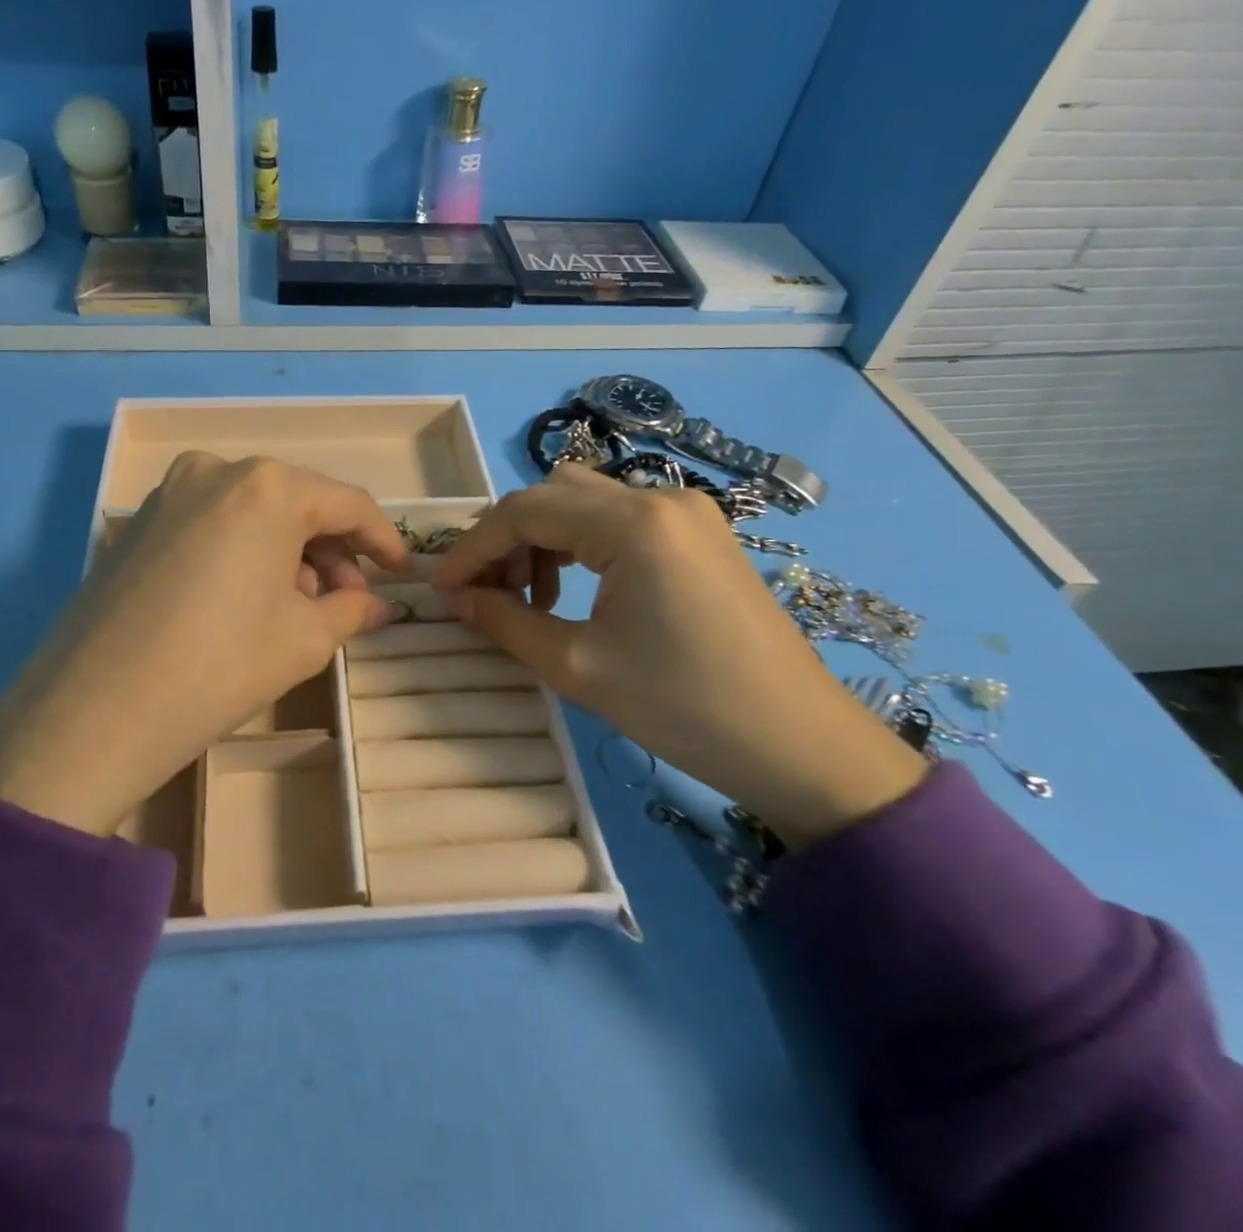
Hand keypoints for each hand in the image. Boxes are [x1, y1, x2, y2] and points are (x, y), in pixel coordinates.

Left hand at [0, 453, 408, 834]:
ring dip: (288, 552)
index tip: (401, 573)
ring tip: (298, 607)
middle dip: (332, 551)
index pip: (347, 503)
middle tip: (347, 603)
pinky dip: (243, 551)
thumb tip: (382, 605)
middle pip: (298, 503)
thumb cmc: (219, 666)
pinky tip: (246, 599)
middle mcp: (217, 470)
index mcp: (268, 486)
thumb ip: (353, 611)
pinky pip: (212, 523)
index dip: (382, 539)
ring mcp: (169, 493)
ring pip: (253, 512)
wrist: (94, 713)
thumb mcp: (304, 640)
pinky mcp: (137, 523)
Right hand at [431, 466, 925, 848]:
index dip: (473, 548)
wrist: (800, 746)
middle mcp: (660, 498)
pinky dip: (580, 545)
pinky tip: (572, 591)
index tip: (442, 589)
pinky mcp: (699, 534)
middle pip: (552, 494)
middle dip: (506, 539)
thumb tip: (455, 598)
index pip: (524, 510)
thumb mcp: (577, 666)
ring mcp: (687, 512)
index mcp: (633, 523)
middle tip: (483, 593)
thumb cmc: (683, 708)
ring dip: (542, 540)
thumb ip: (505, 621)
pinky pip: (619, 520)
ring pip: (584, 502)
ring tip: (528, 599)